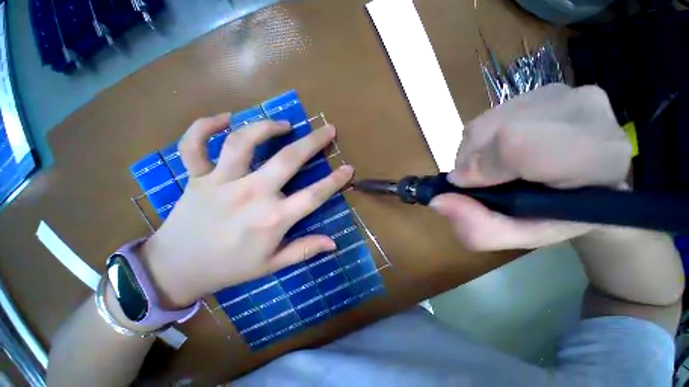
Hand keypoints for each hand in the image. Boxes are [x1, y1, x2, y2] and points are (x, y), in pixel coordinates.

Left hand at [140, 114, 353, 307]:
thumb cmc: (230, 268)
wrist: (177, 269)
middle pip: (287, 160)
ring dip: (266, 127)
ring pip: (243, 143)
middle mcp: (250, 195)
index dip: (334, 181)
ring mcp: (221, 183)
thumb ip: (304, 250)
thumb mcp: (272, 265)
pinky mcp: (196, 177)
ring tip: (284, 125)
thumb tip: (333, 243)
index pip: (313, 196)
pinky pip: (194, 145)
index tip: (348, 169)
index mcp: (272, 219)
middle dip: (313, 142)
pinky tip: (225, 118)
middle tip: (328, 129)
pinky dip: (204, 126)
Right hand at [430, 84, 631, 249]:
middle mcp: (584, 112)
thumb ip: (479, 228)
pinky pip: (490, 114)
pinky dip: (482, 138)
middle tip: (482, 181)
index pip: (518, 143)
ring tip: (493, 167)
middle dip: (473, 161)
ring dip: (475, 150)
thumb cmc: (560, 216)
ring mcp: (564, 93)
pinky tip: (500, 150)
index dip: (481, 165)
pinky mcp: (544, 88)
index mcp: (596, 158)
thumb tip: (438, 201)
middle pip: (494, 129)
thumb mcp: (520, 237)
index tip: (467, 185)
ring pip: (487, 121)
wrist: (596, 183)